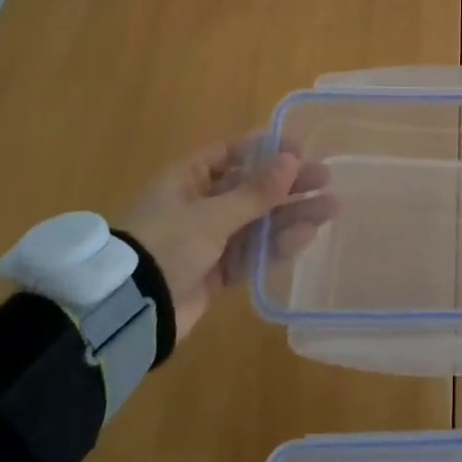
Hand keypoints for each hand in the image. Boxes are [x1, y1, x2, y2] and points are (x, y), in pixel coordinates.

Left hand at [118, 138, 335, 340]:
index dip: (267, 149)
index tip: (301, 149)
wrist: (130, 312)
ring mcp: (208, 239)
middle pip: (251, 186)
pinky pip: (252, 251)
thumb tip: (293, 159)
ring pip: (257, 220)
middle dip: (288, 184)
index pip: (233, 153)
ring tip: (330, 208)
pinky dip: (277, 244)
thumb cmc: (166, 244)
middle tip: (325, 178)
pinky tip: (307, 236)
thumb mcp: (212, 215)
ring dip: (292, 214)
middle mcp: (199, 203)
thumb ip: (256, 191)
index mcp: (189, 178)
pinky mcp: (215, 271)